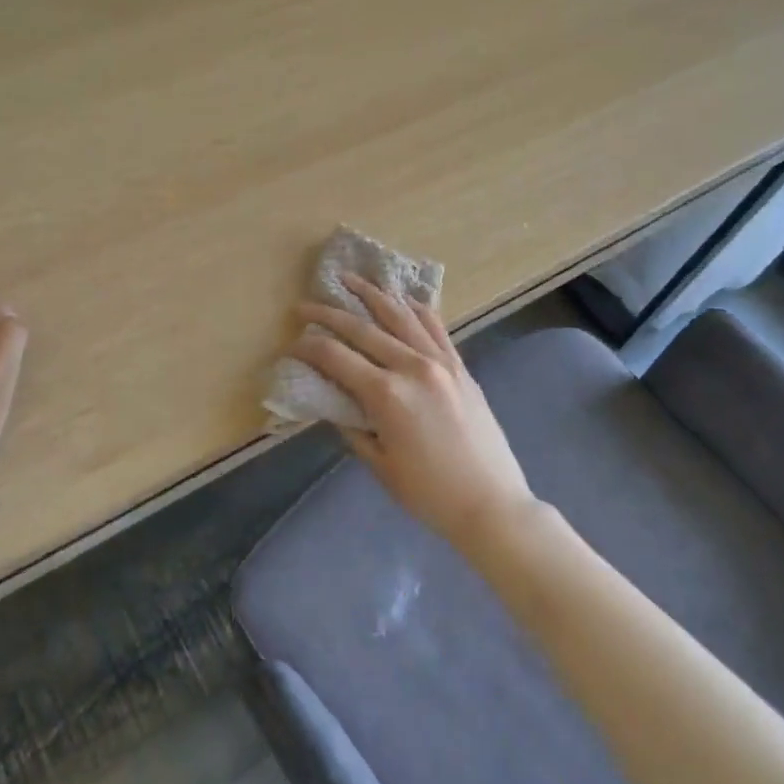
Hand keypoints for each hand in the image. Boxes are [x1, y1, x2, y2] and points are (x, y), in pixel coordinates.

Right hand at [291, 273, 536, 544]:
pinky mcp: (461, 365)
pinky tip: (401, 298)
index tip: (292, 344)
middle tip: (305, 305)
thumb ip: (353, 427)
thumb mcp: (380, 465)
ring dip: (372, 294)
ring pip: (400, 315)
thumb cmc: (429, 494)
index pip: (337, 357)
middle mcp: (413, 366)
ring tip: (350, 280)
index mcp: (387, 395)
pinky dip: (415, 308)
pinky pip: (435, 326)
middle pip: (363, 329)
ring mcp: (441, 362)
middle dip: (329, 314)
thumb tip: (334, 402)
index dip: (309, 348)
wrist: (491, 503)